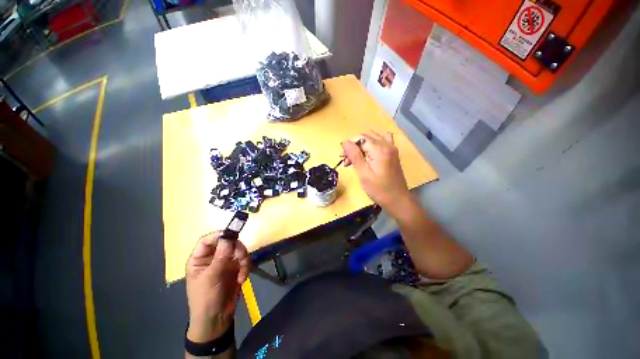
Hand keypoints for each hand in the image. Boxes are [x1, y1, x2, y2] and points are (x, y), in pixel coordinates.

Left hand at [185, 231, 249, 341]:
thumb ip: (220, 256)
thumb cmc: (205, 299)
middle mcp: (213, 257)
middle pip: (227, 242)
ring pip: (238, 250)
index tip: (232, 234)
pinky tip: (242, 279)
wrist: (217, 319)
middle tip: (241, 258)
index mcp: (200, 259)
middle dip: (236, 250)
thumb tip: (228, 236)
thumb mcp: (211, 277)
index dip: (219, 235)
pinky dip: (245, 268)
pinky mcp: (236, 267)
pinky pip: (244, 260)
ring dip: (243, 260)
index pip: (208, 240)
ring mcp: (225, 262)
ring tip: (242, 274)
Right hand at [341, 132, 410, 214]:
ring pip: (372, 138)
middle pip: (366, 137)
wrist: (398, 200)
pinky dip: (372, 144)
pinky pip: (382, 141)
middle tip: (346, 161)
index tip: (342, 157)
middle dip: (354, 146)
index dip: (349, 145)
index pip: (361, 138)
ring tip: (355, 158)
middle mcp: (387, 145)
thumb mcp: (364, 174)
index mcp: (380, 149)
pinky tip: (368, 151)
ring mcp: (392, 148)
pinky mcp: (393, 153)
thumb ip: (354, 155)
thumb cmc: (379, 190)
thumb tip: (345, 142)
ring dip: (361, 145)